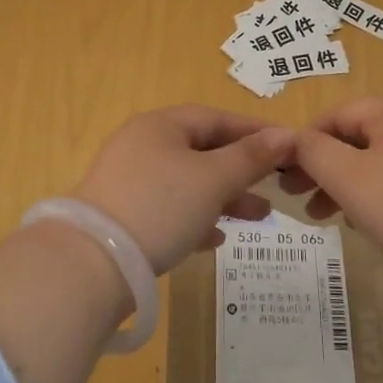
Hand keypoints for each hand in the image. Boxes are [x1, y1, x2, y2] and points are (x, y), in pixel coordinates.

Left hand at [72, 106, 293, 273]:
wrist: (93, 264)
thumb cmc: (160, 207)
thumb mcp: (213, 179)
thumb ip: (251, 157)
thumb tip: (287, 134)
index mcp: (160, 126)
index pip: (215, 117)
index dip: (254, 131)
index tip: (289, 146)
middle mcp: (142, 146)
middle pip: (202, 150)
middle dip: (242, 169)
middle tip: (276, 186)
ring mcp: (129, 182)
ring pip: (188, 182)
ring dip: (224, 197)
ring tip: (258, 217)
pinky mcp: (124, 217)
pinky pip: (169, 210)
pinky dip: (196, 219)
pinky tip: (216, 240)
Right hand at [283, 97, 382, 284]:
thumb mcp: (349, 179)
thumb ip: (314, 152)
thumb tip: (296, 138)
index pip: (339, 114)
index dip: (306, 141)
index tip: (285, 175)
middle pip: (360, 136)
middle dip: (326, 167)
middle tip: (299, 200)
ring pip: (381, 160)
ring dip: (349, 184)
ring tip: (328, 219)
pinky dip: (379, 194)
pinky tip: (369, 224)